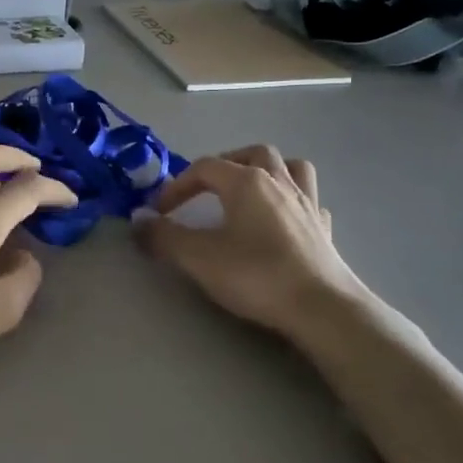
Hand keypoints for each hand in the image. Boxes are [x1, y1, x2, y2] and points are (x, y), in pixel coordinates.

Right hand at [138, 146, 367, 344]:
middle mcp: (279, 182)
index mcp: (246, 181)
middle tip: (206, 189)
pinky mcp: (324, 229)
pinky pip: (308, 199)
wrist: (322, 308)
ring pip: (290, 167)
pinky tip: (282, 219)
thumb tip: (138, 219)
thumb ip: (163, 236)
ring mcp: (307, 203)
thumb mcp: (197, 257)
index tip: (160, 212)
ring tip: (248, 190)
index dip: (177, 185)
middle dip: (225, 165)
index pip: (204, 168)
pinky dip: (292, 200)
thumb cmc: (256, 275)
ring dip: (266, 170)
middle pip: (252, 153)